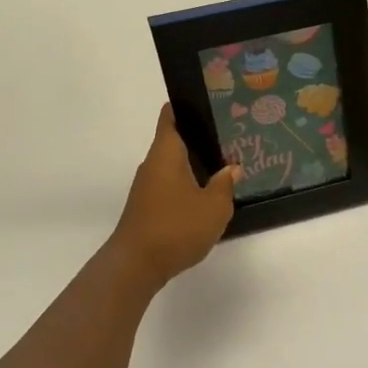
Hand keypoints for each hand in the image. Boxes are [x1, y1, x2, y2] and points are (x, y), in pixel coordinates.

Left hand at [110, 105, 237, 287]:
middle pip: (175, 140)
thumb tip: (232, 168)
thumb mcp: (214, 206)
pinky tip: (208, 195)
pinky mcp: (147, 207)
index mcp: (166, 153)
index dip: (186, 105)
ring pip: (174, 165)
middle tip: (231, 135)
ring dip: (195, 164)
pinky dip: (188, 184)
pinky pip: (171, 185)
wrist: (136, 266)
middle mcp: (153, 164)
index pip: (171, 116)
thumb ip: (225, 184)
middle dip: (200, 137)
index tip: (210, 101)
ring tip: (226, 164)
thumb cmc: (176, 227)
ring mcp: (147, 187)